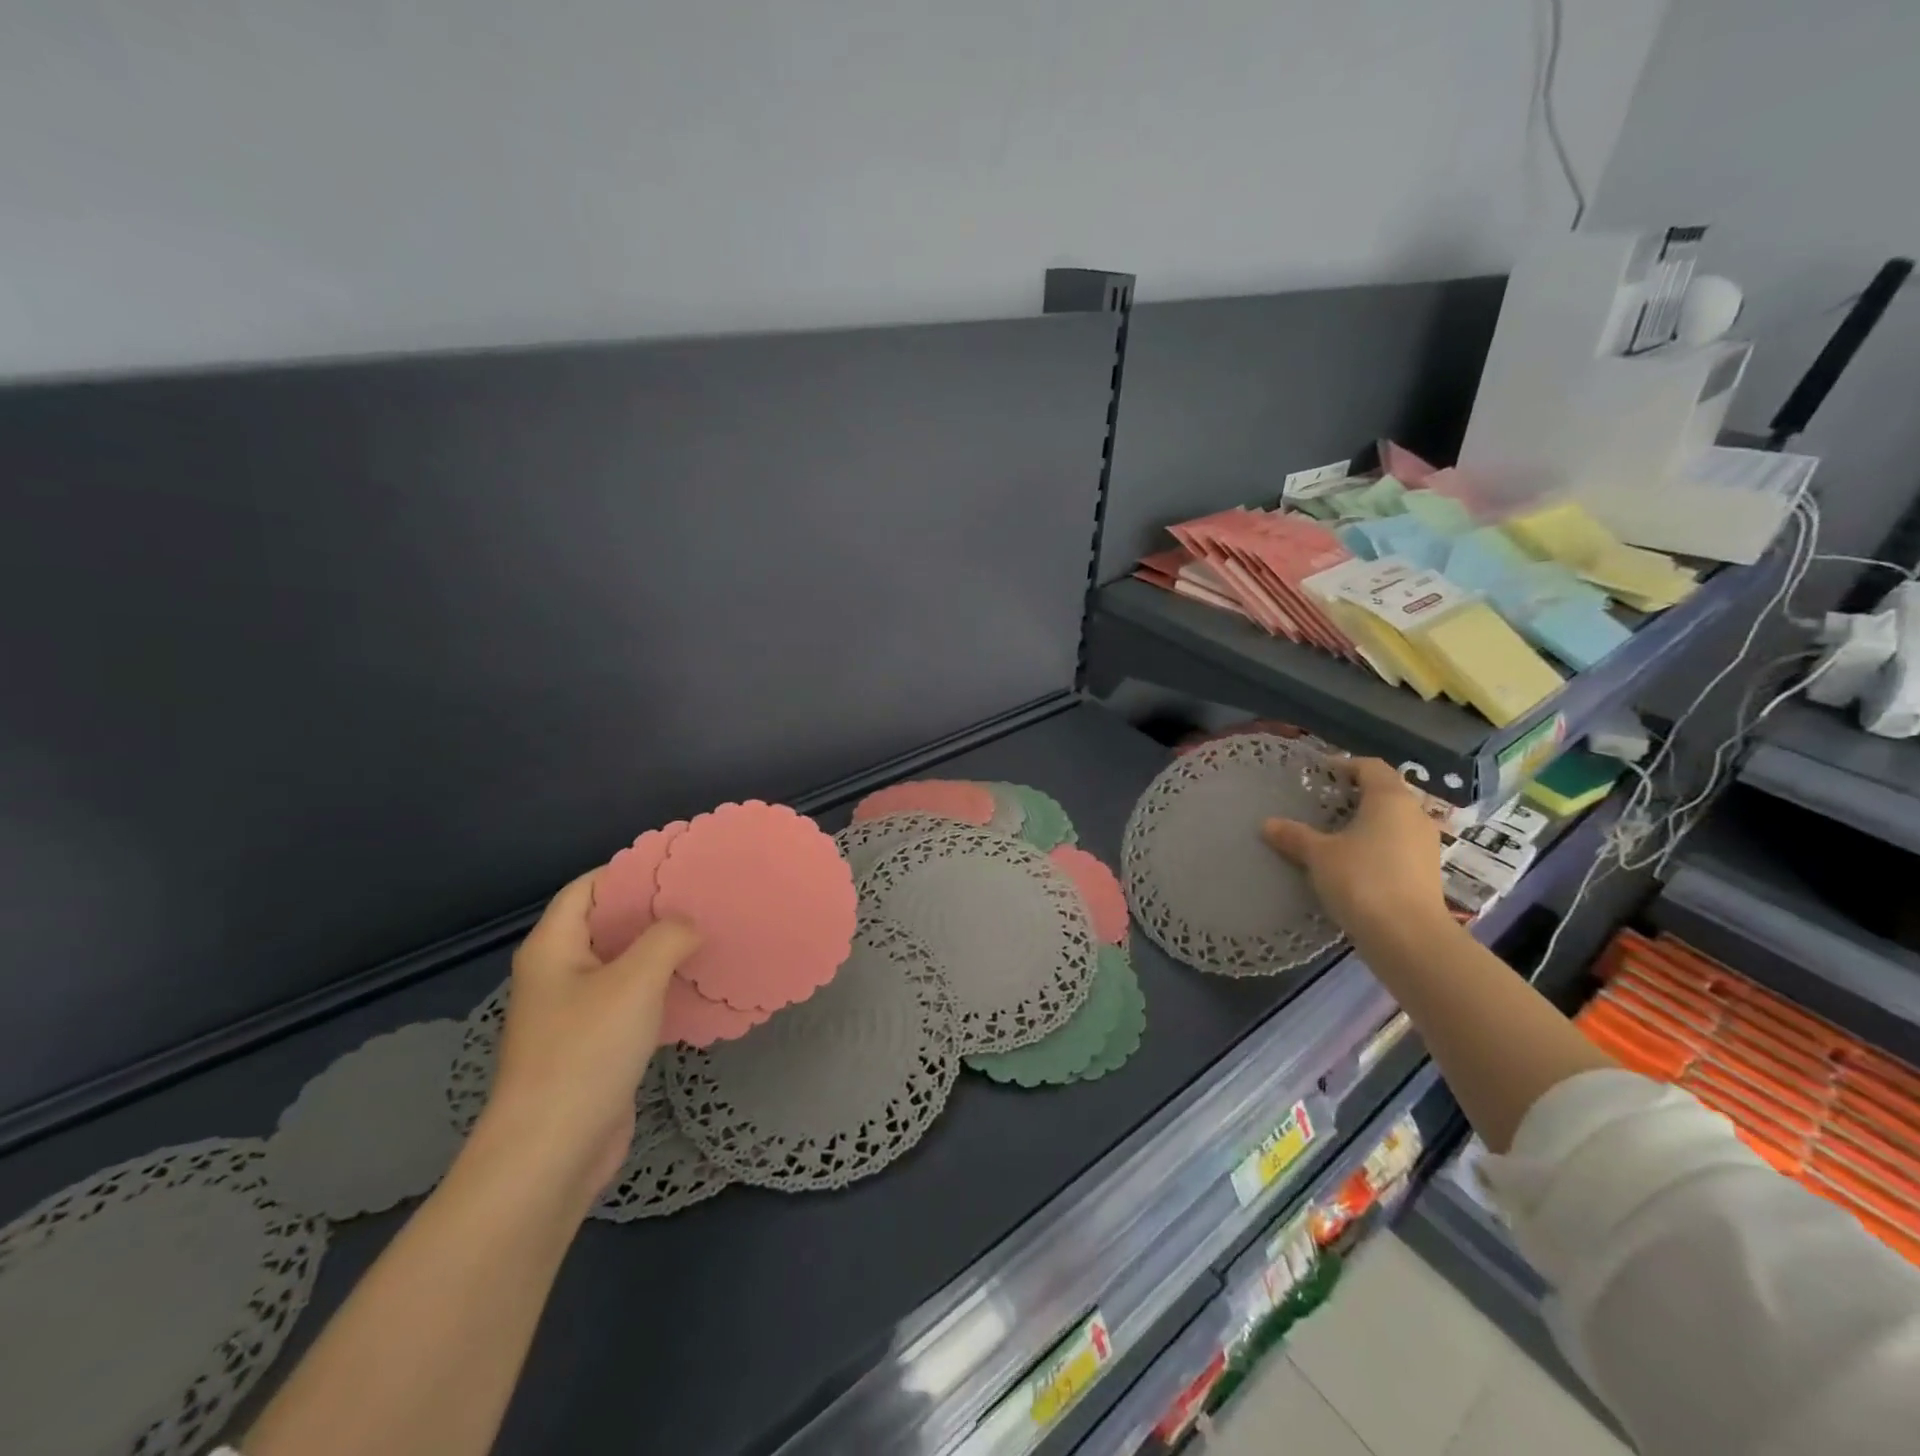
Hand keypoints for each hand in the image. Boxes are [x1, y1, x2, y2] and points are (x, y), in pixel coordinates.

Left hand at [479, 872, 699, 1204]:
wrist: (553, 1151)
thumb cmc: (586, 1051)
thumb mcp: (635, 980)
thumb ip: (668, 937)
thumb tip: (689, 924)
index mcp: (553, 948)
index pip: (587, 888)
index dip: (628, 870)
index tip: (676, 863)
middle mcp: (558, 974)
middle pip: (606, 924)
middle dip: (652, 910)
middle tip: (702, 897)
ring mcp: (574, 1014)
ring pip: (622, 965)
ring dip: (661, 951)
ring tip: (708, 933)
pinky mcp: (594, 1046)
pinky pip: (631, 1002)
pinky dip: (660, 988)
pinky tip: (695, 986)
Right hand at [1262, 757, 1450, 940]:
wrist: (1408, 937)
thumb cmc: (1362, 880)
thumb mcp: (1318, 855)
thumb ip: (1294, 836)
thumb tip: (1267, 824)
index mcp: (1390, 799)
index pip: (1371, 767)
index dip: (1345, 765)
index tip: (1319, 775)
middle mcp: (1414, 815)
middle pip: (1385, 793)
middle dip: (1354, 796)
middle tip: (1320, 805)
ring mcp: (1425, 845)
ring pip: (1392, 822)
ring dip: (1365, 823)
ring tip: (1332, 836)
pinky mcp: (1426, 873)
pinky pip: (1397, 847)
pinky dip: (1375, 847)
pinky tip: (1351, 864)